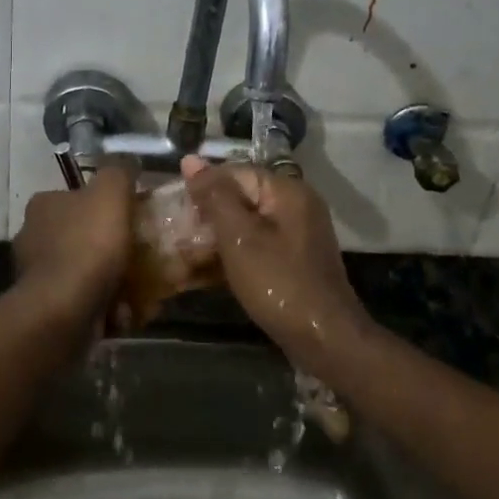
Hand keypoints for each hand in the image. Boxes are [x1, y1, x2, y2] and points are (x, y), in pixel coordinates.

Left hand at [12, 162, 136, 329]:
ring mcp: (37, 275)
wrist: (64, 310)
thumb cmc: (88, 244)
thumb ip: (119, 171)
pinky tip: (124, 310)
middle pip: (81, 234)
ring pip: (84, 269)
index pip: (76, 196)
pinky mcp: (46, 308)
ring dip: (110, 278)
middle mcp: (33, 236)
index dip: (106, 205)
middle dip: (109, 244)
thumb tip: (128, 163)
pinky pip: (83, 300)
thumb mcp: (111, 192)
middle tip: (140, 253)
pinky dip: (104, 305)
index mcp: (43, 205)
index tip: (131, 218)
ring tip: (139, 287)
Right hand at [181, 158, 370, 372]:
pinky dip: (234, 254)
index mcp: (287, 191)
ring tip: (185, 254)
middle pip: (241, 197)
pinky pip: (258, 245)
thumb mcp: (239, 238)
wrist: (325, 340)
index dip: (202, 188)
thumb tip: (191, 159)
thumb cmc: (278, 283)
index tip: (174, 209)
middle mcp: (296, 205)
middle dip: (208, 215)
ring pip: (247, 224)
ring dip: (217, 238)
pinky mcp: (295, 260)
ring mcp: (298, 234)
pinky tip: (209, 272)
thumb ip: (214, 196)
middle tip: (176, 235)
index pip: (235, 173)